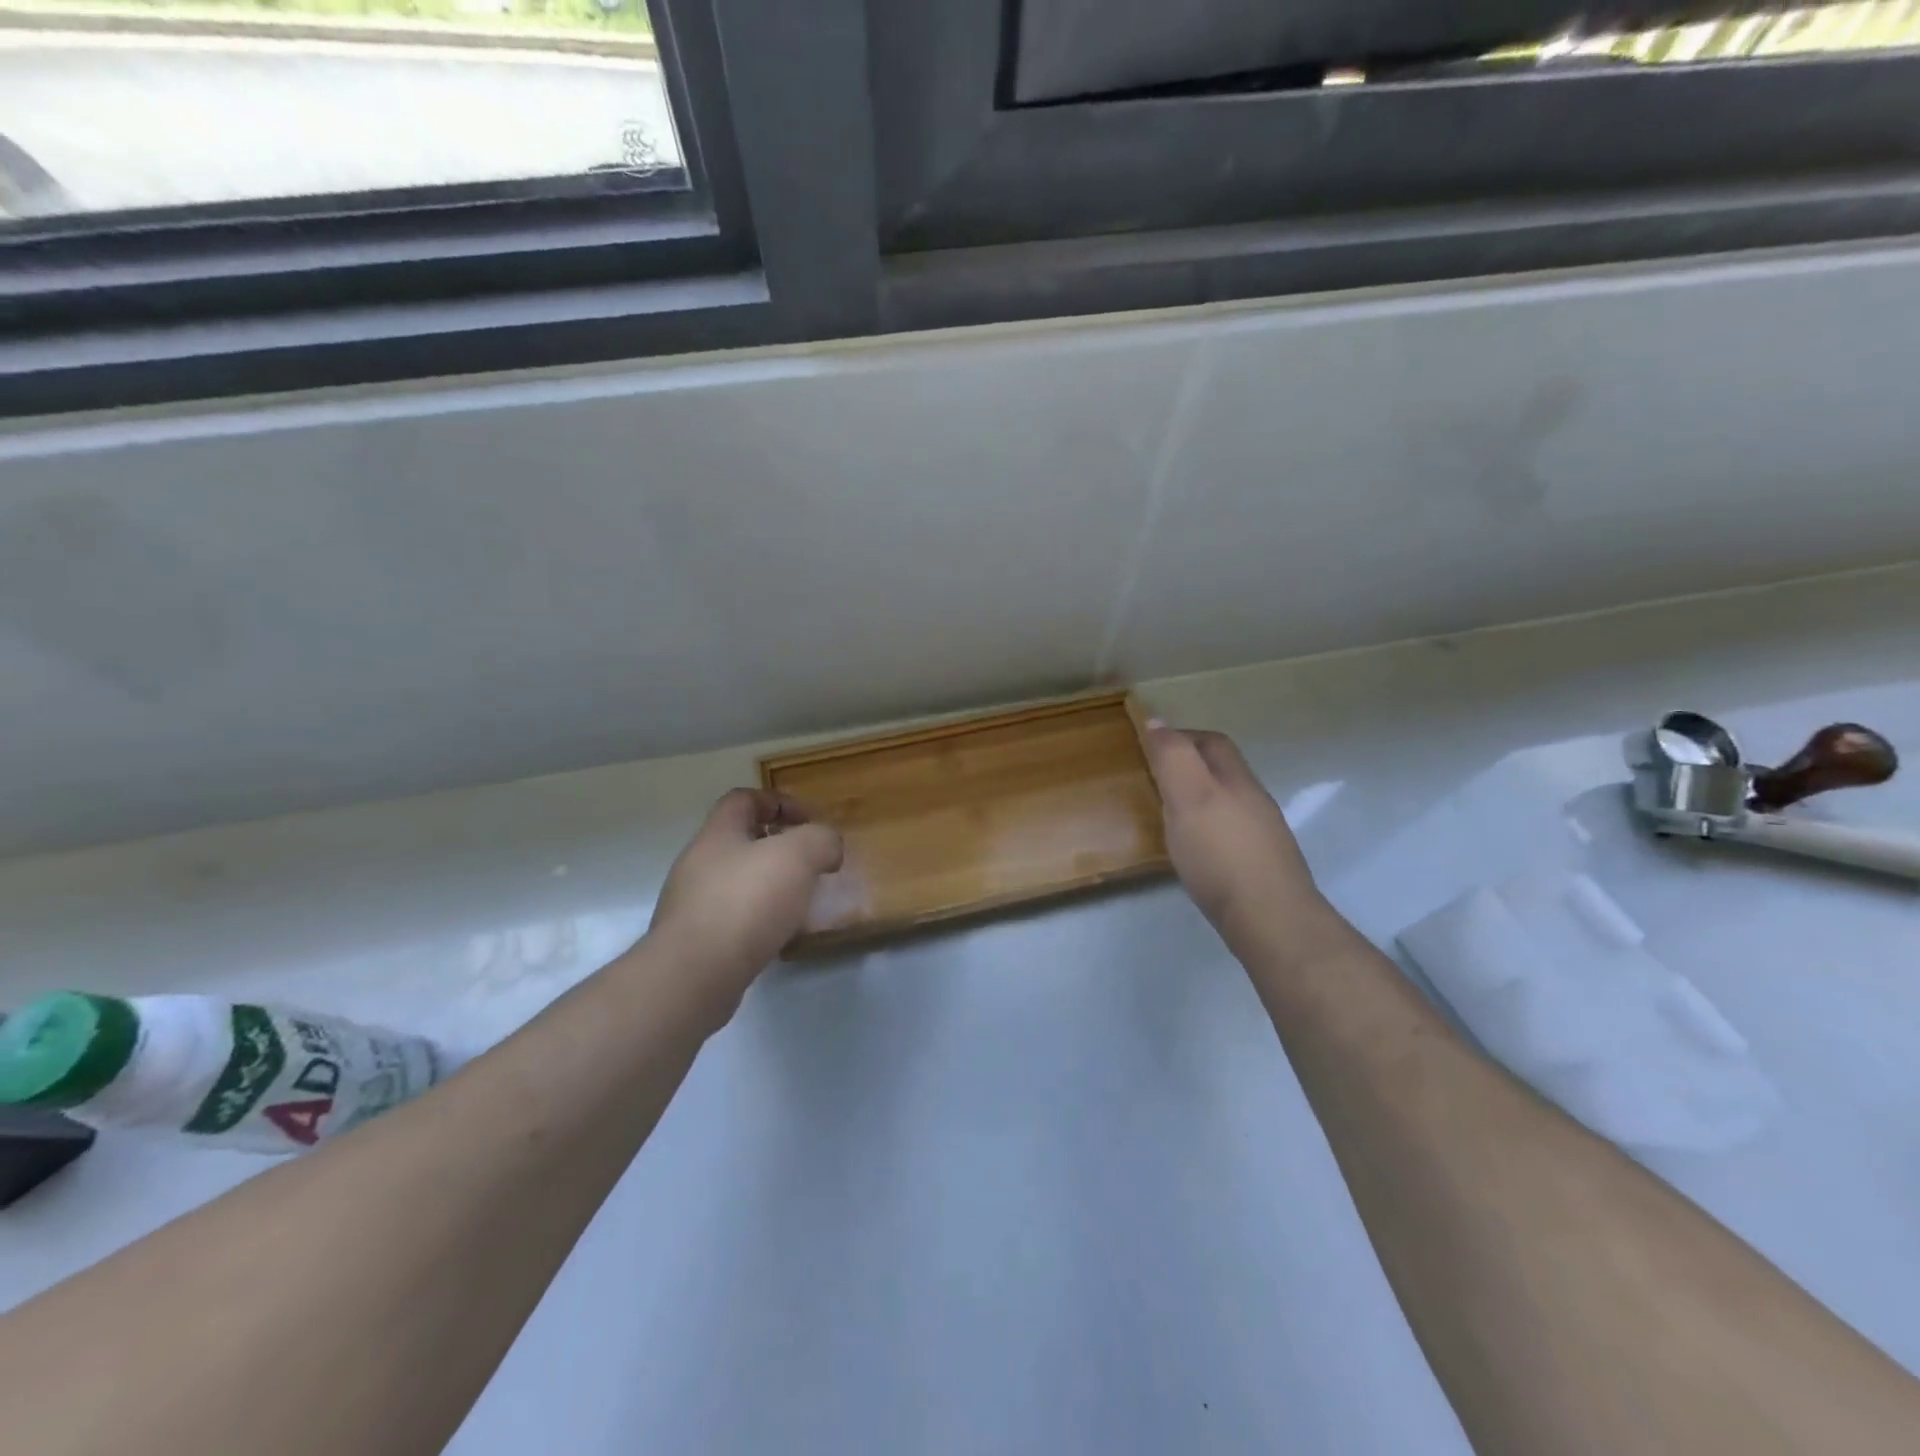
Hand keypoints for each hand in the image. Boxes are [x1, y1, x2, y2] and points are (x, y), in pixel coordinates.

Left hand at [645, 790, 843, 1020]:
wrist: (694, 976)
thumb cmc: (747, 902)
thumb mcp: (799, 856)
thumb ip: (821, 840)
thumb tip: (828, 847)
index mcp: (718, 833)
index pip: (744, 799)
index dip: (779, 802)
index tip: (811, 822)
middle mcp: (699, 863)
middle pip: (741, 841)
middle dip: (780, 848)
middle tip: (812, 864)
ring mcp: (693, 904)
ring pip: (739, 881)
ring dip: (772, 885)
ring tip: (802, 902)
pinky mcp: (696, 942)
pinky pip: (735, 918)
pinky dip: (760, 919)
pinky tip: (780, 935)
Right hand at [1142, 722, 1326, 954]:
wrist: (1270, 919)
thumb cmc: (1220, 854)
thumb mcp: (1188, 797)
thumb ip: (1173, 758)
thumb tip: (1157, 721)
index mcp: (1235, 779)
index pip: (1211, 742)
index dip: (1182, 736)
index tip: (1151, 744)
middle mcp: (1253, 800)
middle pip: (1223, 770)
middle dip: (1193, 764)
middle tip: (1157, 776)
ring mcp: (1262, 834)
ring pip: (1228, 801)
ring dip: (1201, 798)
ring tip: (1171, 812)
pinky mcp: (1261, 865)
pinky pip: (1231, 832)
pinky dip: (1209, 828)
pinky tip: (1196, 849)